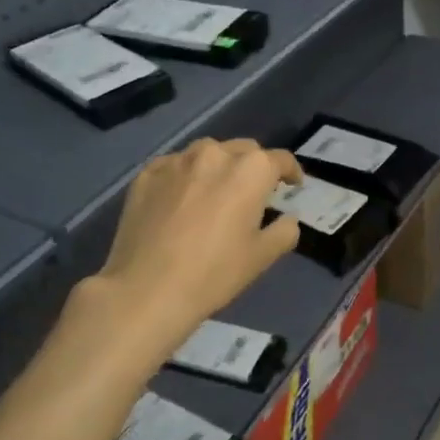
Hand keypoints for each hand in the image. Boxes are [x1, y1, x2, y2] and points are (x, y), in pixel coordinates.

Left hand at [88, 138, 302, 354]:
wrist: (146, 289)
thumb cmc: (213, 273)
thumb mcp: (262, 257)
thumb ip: (284, 231)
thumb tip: (287, 219)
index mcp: (250, 170)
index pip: (280, 160)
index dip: (291, 172)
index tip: (293, 185)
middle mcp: (214, 154)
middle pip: (243, 150)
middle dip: (254, 166)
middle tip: (254, 192)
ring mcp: (176, 161)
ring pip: (207, 153)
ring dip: (218, 167)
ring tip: (216, 192)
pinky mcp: (146, 174)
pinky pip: (175, 166)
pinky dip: (185, 176)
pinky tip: (182, 200)